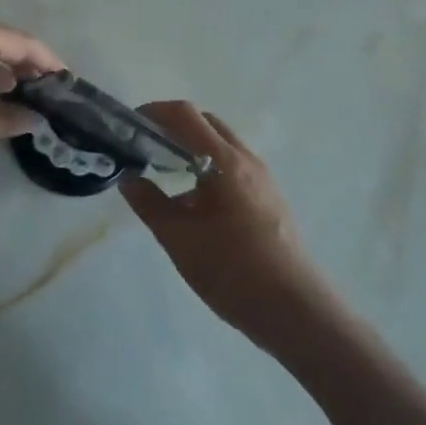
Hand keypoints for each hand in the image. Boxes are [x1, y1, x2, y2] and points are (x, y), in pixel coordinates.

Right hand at [120, 103, 329, 348]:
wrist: (297, 313)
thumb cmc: (233, 272)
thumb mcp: (179, 240)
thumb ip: (149, 204)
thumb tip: (128, 178)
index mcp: (225, 162)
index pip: (185, 115)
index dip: (154, 111)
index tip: (129, 125)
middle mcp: (247, 161)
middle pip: (205, 123)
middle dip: (172, 126)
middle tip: (143, 146)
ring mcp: (262, 180)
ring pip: (221, 146)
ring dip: (190, 147)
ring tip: (163, 173)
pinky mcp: (269, 200)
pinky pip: (232, 167)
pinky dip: (207, 167)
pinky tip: (192, 202)